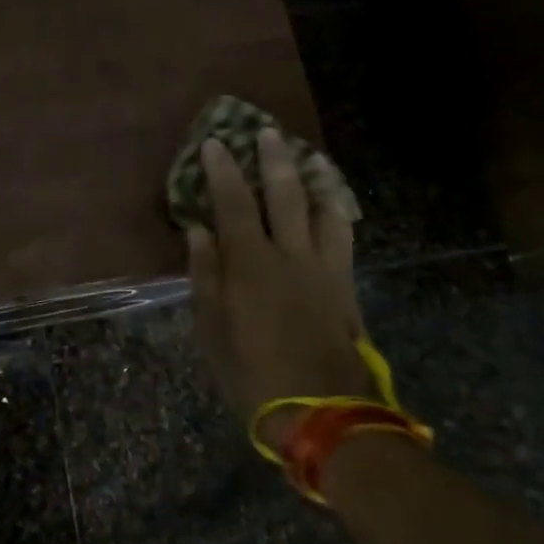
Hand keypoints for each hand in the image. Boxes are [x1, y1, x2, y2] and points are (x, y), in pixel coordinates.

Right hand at [186, 130, 368, 452]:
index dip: (223, 170)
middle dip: (273, 158)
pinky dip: (336, 210)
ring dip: (315, 178)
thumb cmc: (252, 372)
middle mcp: (290, 254)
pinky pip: (343, 234)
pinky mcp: (346, 285)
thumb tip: (198, 231)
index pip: (233, 202)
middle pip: (284, 194)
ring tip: (309, 157)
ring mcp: (324, 267)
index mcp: (250, 263)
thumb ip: (205, 274)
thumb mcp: (211, 328)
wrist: (321, 412)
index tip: (215, 142)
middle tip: (267, 131)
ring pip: (323, 208)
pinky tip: (333, 204)